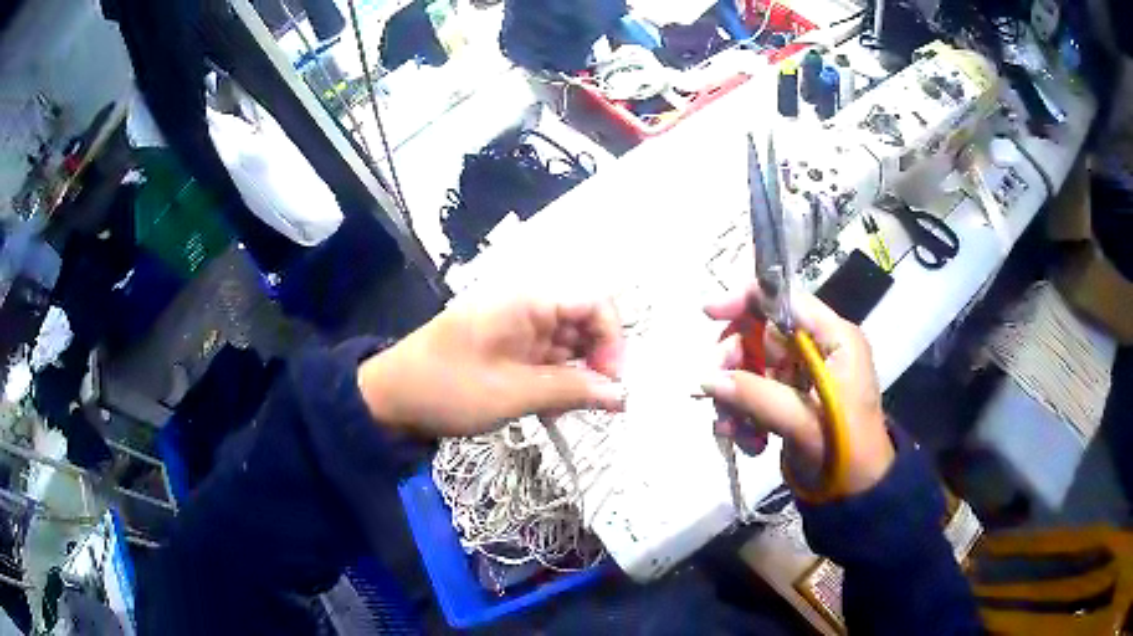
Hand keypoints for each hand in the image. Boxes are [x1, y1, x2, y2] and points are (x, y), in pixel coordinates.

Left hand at [357, 294, 626, 437]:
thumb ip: (572, 390)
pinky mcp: (510, 355)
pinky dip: (557, 387)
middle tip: (599, 405)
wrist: (390, 399)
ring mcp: (518, 333)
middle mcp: (528, 310)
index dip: (612, 340)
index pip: (593, 303)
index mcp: (528, 302)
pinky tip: (550, 411)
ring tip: (568, 412)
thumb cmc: (448, 387)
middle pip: (585, 326)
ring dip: (577, 380)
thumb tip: (623, 395)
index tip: (612, 382)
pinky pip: (549, 365)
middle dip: (598, 364)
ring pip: (569, 349)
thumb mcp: (513, 392)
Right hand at [701, 287, 893, 496]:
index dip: (746, 300)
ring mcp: (804, 374)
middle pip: (761, 334)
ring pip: (753, 366)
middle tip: (711, 390)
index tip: (709, 314)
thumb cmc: (844, 448)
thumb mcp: (801, 422)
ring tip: (731, 430)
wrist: (856, 492)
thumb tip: (705, 379)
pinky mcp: (792, 398)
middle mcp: (819, 349)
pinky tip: (748, 442)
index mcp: (834, 339)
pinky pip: (756, 392)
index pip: (786, 301)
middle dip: (734, 363)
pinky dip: (744, 415)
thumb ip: (755, 395)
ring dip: (736, 398)